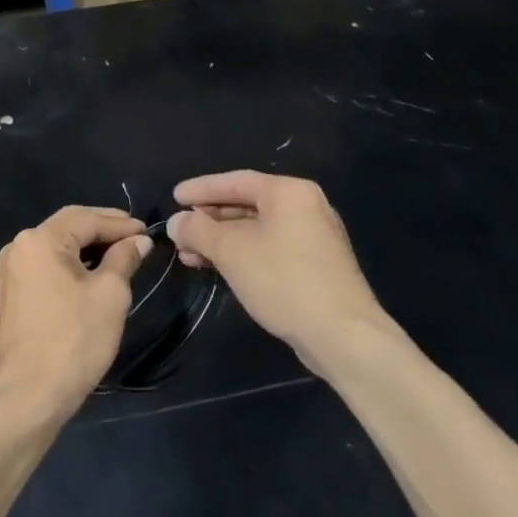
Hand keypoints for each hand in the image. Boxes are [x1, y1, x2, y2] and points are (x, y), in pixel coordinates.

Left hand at [0, 207, 149, 425]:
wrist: (30, 397)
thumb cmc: (74, 340)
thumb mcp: (110, 295)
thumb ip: (124, 259)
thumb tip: (137, 241)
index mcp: (40, 240)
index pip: (86, 218)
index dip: (120, 223)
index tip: (147, 232)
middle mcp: (19, 247)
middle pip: (68, 227)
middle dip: (104, 230)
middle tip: (136, 238)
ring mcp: (11, 272)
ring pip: (57, 247)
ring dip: (89, 248)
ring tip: (121, 255)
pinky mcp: (12, 294)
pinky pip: (47, 266)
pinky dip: (72, 265)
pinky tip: (94, 274)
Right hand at [167, 172, 385, 372]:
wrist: (342, 335)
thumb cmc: (283, 280)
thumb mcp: (232, 251)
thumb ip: (199, 231)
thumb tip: (177, 222)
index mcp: (289, 192)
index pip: (236, 181)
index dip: (201, 189)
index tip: (174, 197)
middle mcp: (306, 207)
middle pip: (247, 204)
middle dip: (210, 220)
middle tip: (180, 231)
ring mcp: (314, 238)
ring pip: (258, 231)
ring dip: (222, 241)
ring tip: (191, 256)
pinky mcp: (316, 266)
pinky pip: (270, 249)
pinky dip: (243, 255)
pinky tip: (221, 269)